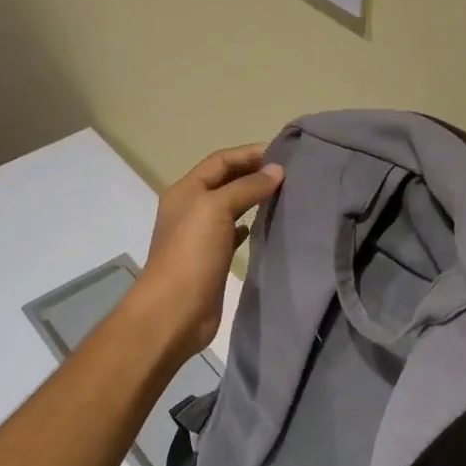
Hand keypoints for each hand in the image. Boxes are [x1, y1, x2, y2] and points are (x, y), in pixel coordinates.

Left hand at [133, 144, 283, 361]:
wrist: (174, 311)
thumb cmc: (192, 254)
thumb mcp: (216, 209)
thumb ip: (246, 187)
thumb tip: (277, 170)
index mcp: (186, 190)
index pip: (221, 161)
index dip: (249, 153)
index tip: (284, 153)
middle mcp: (192, 209)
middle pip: (226, 182)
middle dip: (254, 174)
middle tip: (291, 173)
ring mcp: (201, 236)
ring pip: (232, 207)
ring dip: (255, 199)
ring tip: (286, 195)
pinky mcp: (213, 260)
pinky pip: (234, 234)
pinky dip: (249, 226)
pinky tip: (266, 226)